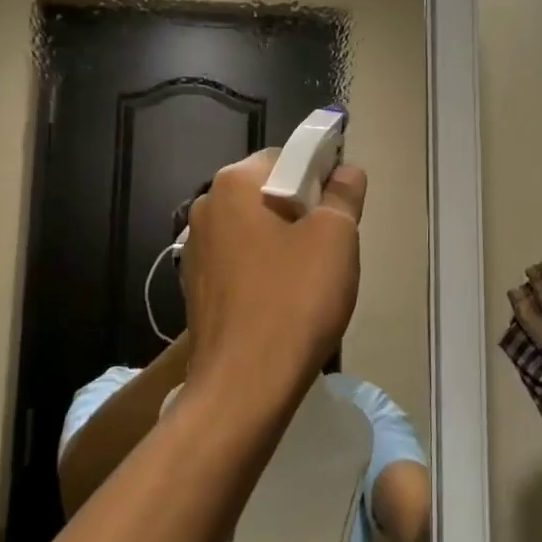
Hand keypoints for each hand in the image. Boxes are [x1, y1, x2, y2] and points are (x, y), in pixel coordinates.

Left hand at [180, 149, 366, 418]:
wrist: (244, 384)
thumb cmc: (294, 300)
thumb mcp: (335, 238)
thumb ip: (343, 193)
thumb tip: (345, 170)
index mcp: (233, 183)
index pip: (286, 157)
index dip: (320, 177)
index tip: (341, 212)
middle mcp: (206, 206)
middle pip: (267, 192)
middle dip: (302, 212)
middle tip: (330, 248)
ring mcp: (196, 249)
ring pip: (255, 229)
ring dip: (284, 243)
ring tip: (309, 281)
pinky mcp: (197, 287)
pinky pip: (241, 263)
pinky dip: (264, 271)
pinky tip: (282, 302)